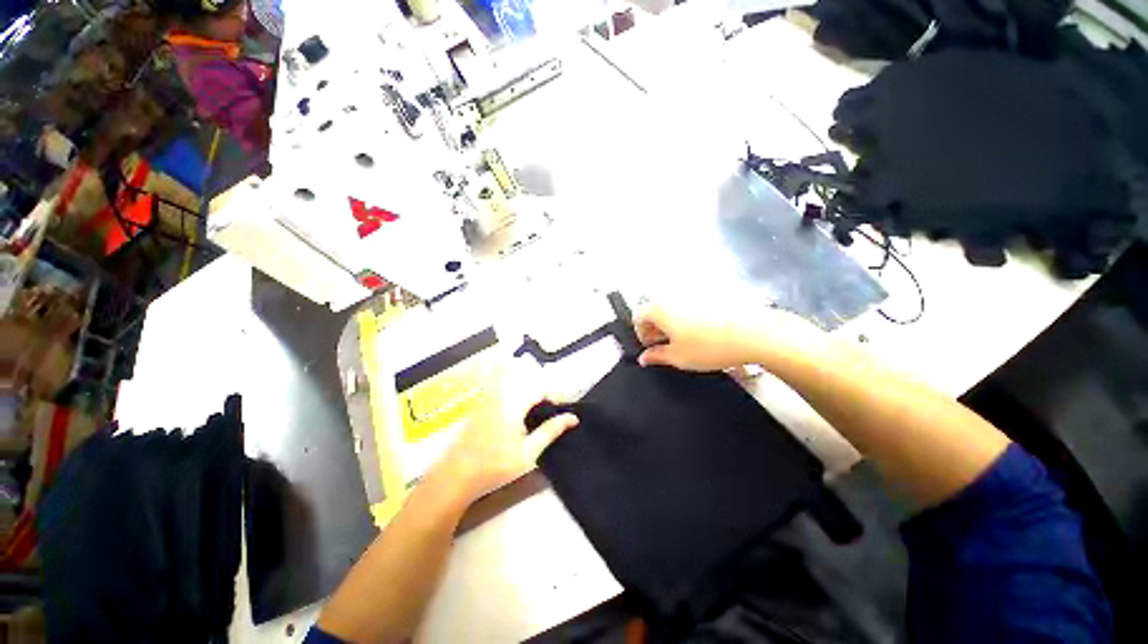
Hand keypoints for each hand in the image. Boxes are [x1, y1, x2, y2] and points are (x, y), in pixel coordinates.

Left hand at [432, 359, 577, 503]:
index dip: (555, 397)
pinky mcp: (481, 404)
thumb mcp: (529, 452)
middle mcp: (501, 393)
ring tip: (536, 411)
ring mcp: (489, 397)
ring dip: (529, 391)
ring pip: (514, 381)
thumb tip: (573, 417)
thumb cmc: (495, 465)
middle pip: (528, 380)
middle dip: (542, 392)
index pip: (541, 388)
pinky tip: (517, 413)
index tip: (563, 413)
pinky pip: (502, 387)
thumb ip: (551, 431)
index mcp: (514, 402)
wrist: (455, 476)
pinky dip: (515, 392)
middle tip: (550, 413)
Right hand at [634, 302, 820, 371]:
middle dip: (656, 326)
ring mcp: (693, 290)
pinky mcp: (711, 290)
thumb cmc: (710, 347)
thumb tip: (644, 358)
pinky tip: (704, 328)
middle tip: (667, 343)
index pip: (638, 315)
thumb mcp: (679, 357)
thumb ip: (657, 356)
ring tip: (687, 337)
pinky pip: (691, 301)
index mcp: (659, 308)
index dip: (641, 332)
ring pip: (673, 305)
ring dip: (672, 320)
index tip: (651, 346)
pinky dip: (690, 314)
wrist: (755, 332)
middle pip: (655, 308)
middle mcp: (673, 294)